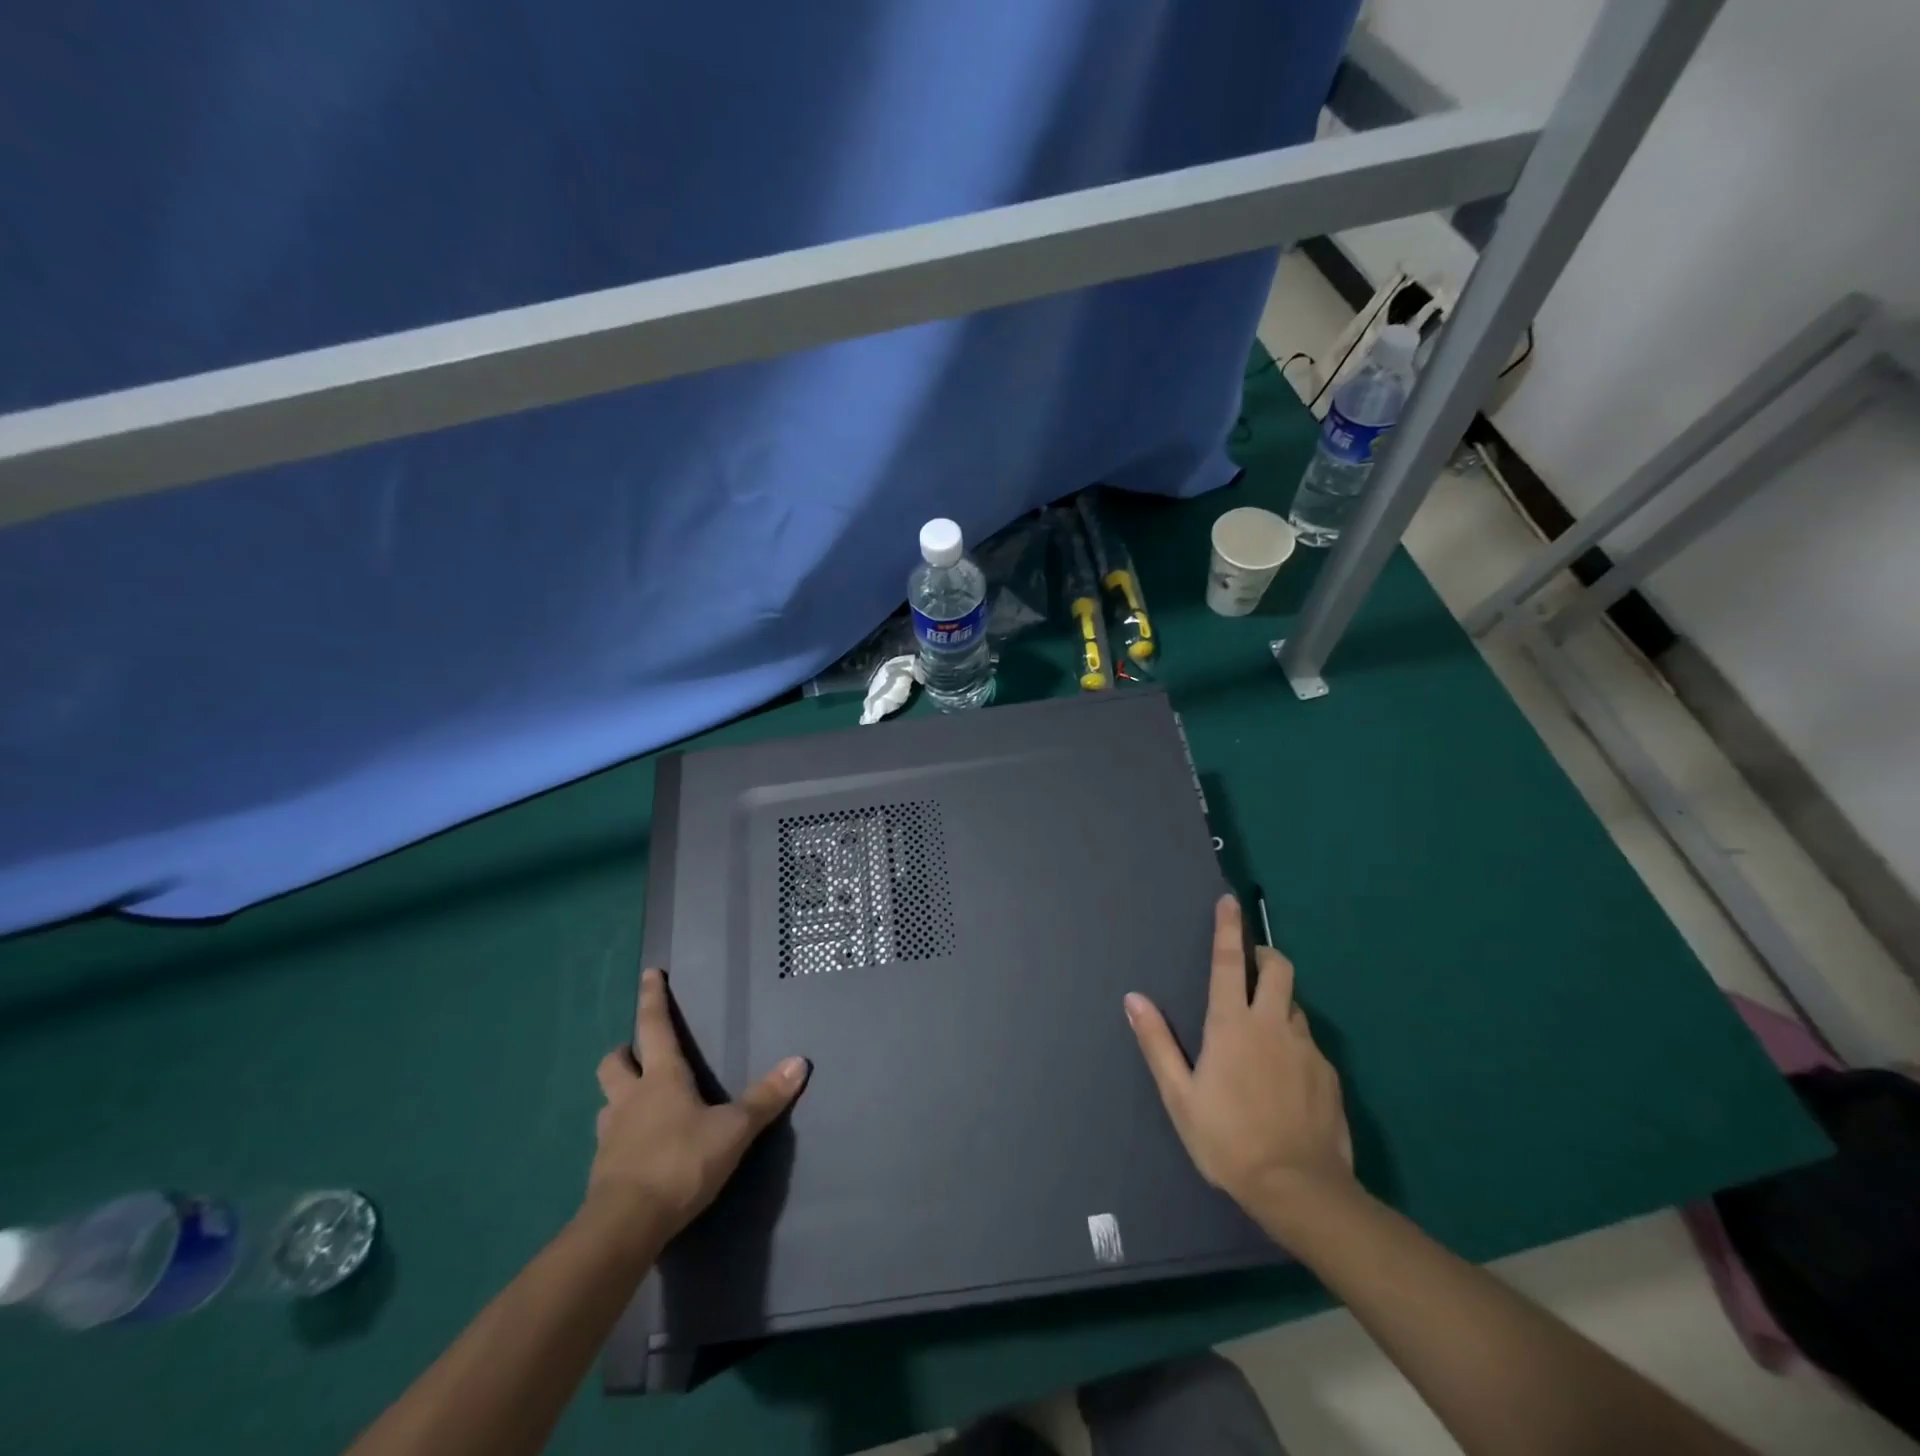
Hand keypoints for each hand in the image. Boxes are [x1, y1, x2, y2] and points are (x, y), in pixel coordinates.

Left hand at [588, 968, 808, 1243]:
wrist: (626, 1225)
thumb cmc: (681, 1162)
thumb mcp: (734, 1129)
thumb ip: (765, 1098)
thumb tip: (800, 1062)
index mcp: (661, 1078)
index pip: (654, 1026)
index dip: (652, 998)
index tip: (648, 973)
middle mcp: (630, 1098)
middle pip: (614, 1062)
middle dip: (623, 1052)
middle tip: (636, 1053)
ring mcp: (610, 1134)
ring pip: (606, 1101)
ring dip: (618, 1095)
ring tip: (636, 1102)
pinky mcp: (601, 1170)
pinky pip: (607, 1140)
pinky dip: (620, 1136)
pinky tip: (635, 1149)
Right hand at [1125, 895, 1354, 1214]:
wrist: (1299, 1189)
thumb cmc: (1227, 1140)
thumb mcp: (1179, 1096)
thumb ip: (1157, 1042)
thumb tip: (1134, 999)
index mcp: (1231, 1025)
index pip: (1229, 962)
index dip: (1228, 928)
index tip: (1229, 901)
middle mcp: (1271, 1025)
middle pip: (1278, 968)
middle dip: (1265, 955)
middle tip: (1251, 966)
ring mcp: (1305, 1048)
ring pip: (1294, 1006)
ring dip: (1278, 1003)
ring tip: (1263, 1032)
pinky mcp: (1329, 1073)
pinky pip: (1308, 1042)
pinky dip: (1293, 1043)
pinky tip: (1285, 1075)